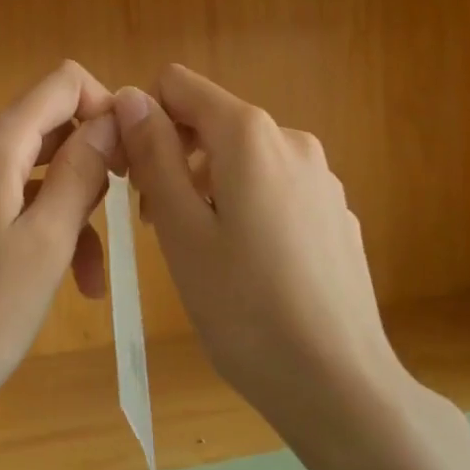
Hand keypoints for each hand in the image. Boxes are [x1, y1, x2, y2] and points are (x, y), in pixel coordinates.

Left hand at [0, 61, 120, 448]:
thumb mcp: (46, 242)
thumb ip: (82, 171)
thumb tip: (112, 115)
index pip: (61, 84)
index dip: (105, 106)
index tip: (132, 156)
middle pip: (50, 129)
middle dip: (94, 165)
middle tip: (126, 216)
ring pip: (35, 175)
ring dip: (73, 212)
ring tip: (93, 277)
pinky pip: (10, 206)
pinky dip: (42, 231)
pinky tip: (66, 283)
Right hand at [113, 65, 401, 436]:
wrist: (339, 384)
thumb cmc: (244, 308)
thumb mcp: (180, 229)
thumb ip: (154, 154)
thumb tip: (130, 96)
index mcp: (250, 135)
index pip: (179, 85)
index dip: (146, 119)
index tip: (134, 175)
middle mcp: (291, 140)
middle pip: (213, 122)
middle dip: (175, 157)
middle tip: (156, 223)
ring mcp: (321, 177)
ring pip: (243, 158)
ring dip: (208, 186)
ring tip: (199, 251)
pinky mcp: (336, 212)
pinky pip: (275, 187)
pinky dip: (247, 206)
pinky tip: (248, 266)